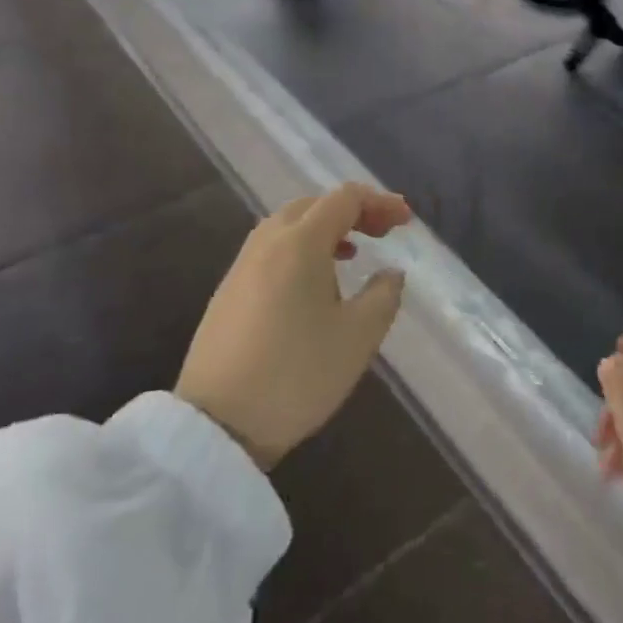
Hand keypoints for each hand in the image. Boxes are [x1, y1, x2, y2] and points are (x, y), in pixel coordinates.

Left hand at [176, 183, 410, 470]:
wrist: (217, 424)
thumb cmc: (297, 374)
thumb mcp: (358, 337)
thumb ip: (384, 295)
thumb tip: (390, 273)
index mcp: (299, 243)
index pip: (344, 199)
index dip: (380, 203)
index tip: (406, 221)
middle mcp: (267, 242)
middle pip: (313, 205)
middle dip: (352, 211)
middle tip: (382, 233)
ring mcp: (242, 266)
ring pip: (288, 225)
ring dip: (324, 229)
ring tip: (351, 253)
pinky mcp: (228, 291)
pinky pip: (271, 249)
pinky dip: (301, 248)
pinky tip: (313, 283)